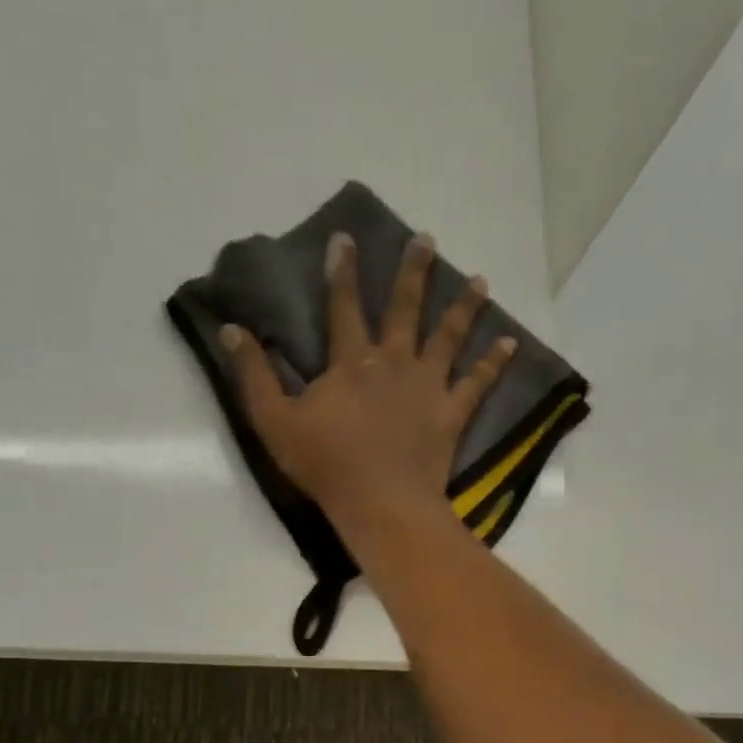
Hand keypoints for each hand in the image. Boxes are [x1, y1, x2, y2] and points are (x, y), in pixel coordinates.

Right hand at [222, 231, 517, 534]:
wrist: (380, 503)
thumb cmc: (325, 465)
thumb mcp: (274, 422)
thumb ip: (254, 376)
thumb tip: (231, 330)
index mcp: (350, 363)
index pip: (344, 306)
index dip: (342, 272)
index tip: (346, 238)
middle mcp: (392, 362)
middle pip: (405, 309)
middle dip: (414, 272)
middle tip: (427, 240)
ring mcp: (426, 387)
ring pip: (448, 337)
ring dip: (464, 307)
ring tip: (481, 280)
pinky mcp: (450, 414)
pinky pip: (477, 383)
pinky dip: (494, 363)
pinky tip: (510, 342)